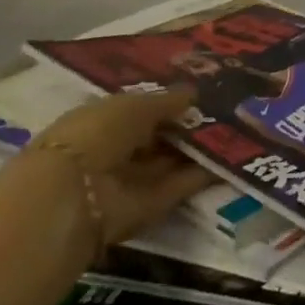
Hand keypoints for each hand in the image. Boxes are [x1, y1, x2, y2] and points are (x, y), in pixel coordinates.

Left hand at [28, 91, 214, 245]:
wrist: (71, 198)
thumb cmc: (96, 134)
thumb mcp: (134, 106)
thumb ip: (166, 101)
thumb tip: (193, 94)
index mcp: (99, 122)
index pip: (138, 112)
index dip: (167, 105)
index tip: (200, 97)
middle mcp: (110, 152)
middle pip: (154, 139)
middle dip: (184, 128)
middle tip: (225, 113)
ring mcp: (125, 183)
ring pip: (166, 163)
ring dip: (195, 152)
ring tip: (233, 134)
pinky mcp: (142, 210)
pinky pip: (174, 188)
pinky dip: (197, 177)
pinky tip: (225, 161)